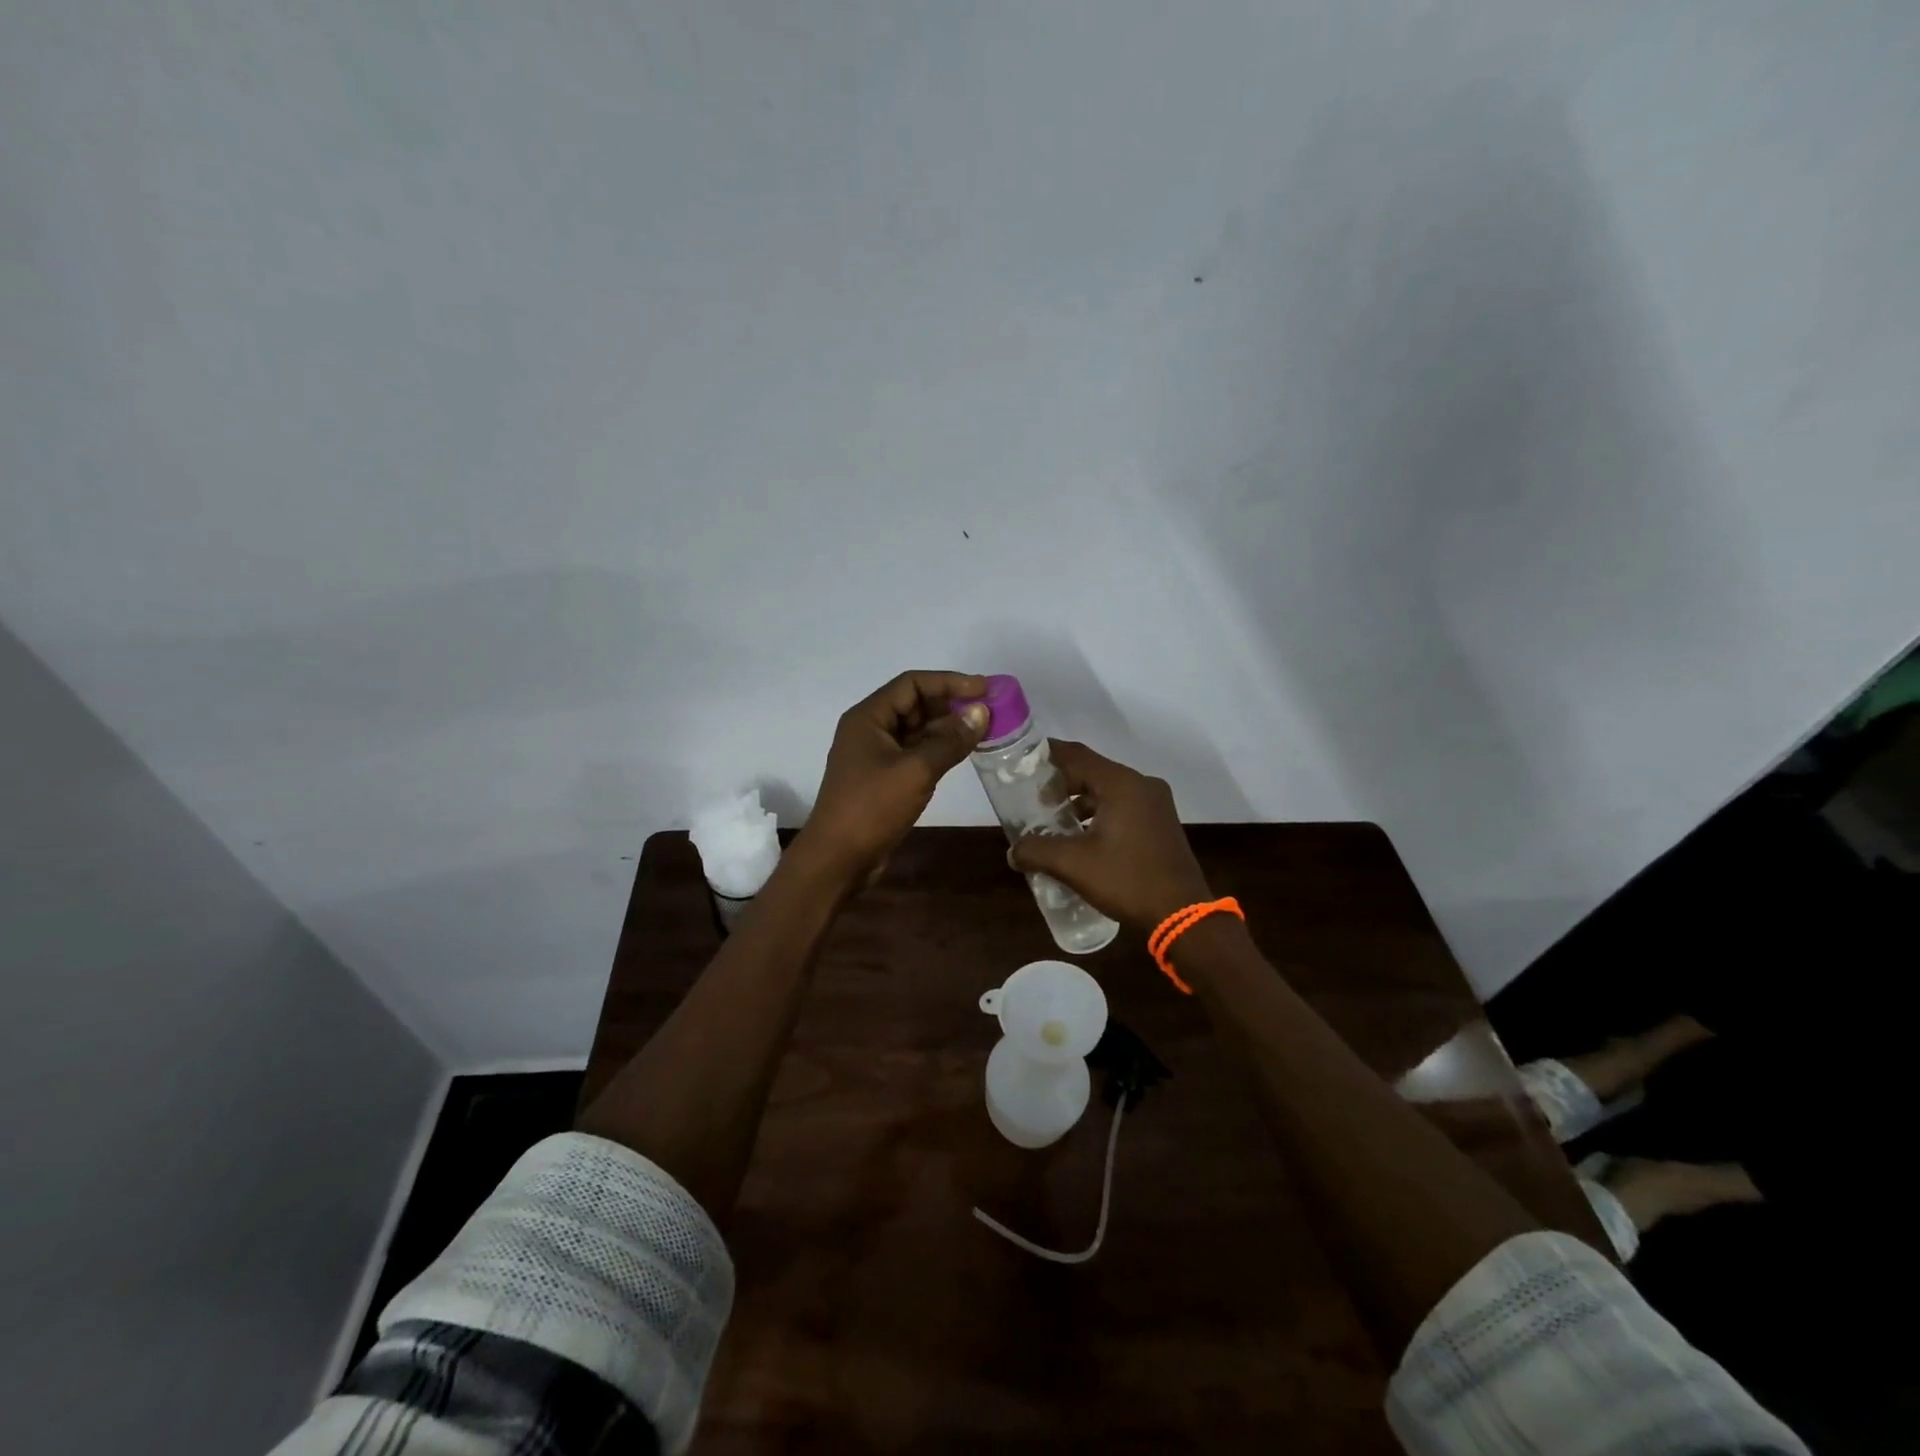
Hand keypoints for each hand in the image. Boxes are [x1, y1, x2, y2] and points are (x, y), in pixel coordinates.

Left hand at [797, 670, 990, 884]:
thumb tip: (981, 712)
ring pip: (917, 729)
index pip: (912, 684)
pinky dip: (939, 749)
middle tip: (989, 710)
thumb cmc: (872, 808)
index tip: (984, 689)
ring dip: (947, 727)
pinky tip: (963, 752)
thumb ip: (950, 741)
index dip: (949, 682)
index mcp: (868, 717)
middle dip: (951, 704)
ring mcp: (876, 755)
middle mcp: (870, 729)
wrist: (838, 858)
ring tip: (984, 729)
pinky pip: (915, 752)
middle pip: (915, 704)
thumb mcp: (915, 771)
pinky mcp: (884, 777)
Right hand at [1008, 740, 1212, 930]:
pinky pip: (1123, 806)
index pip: (1077, 755)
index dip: (1047, 755)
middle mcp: (1141, 785)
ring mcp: (1156, 804)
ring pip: (1108, 790)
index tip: (1023, 761)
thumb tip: (1012, 852)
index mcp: (1121, 784)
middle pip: (1093, 771)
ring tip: (1054, 821)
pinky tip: (1082, 837)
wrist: (1181, 915)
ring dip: (1080, 801)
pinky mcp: (1161, 823)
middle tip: (1034, 799)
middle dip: (1061, 783)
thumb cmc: (1127, 880)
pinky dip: (1099, 813)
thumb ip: (1037, 851)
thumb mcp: (1073, 865)